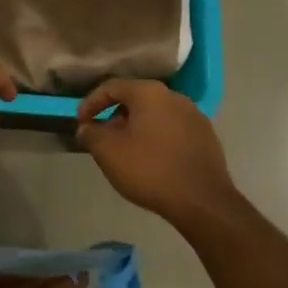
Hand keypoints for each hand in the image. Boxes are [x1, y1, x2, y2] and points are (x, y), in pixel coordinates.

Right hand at [76, 80, 240, 226]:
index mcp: (149, 93)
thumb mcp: (108, 152)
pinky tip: (152, 160)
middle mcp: (174, 96)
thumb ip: (91, 134)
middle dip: (114, 116)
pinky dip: (156, 139)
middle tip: (102, 138)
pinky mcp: (206, 136)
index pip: (112, 87)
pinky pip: (172, 130)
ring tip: (126, 151)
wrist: (202, 200)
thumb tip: (86, 128)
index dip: (91, 103)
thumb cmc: (150, 169)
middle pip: (135, 99)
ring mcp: (194, 115)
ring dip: (136, 128)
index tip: (80, 123)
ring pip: (155, 115)